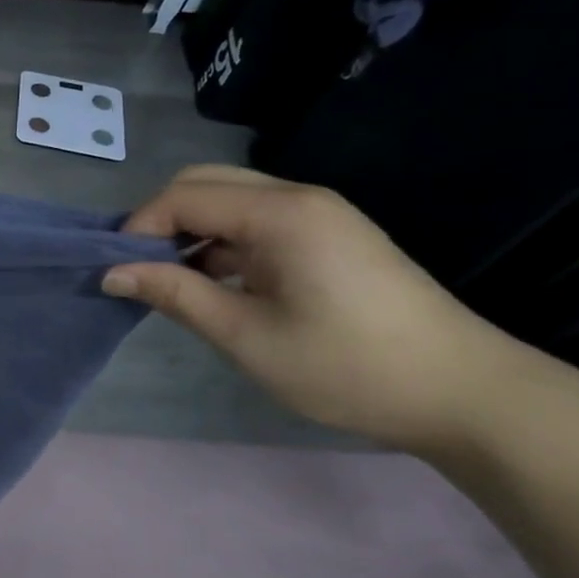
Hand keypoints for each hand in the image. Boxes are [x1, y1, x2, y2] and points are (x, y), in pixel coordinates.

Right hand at [103, 166, 530, 453]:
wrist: (467, 394)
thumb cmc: (347, 366)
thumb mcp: (246, 336)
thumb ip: (174, 294)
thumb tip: (111, 273)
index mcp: (280, 213)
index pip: (182, 197)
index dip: (139, 229)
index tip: (119, 272)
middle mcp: (298, 197)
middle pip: (204, 183)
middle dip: (161, 221)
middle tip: (142, 271)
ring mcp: (319, 214)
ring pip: (230, 200)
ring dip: (191, 231)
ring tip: (174, 282)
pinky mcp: (329, 235)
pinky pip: (257, 220)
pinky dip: (223, 242)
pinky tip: (219, 283)